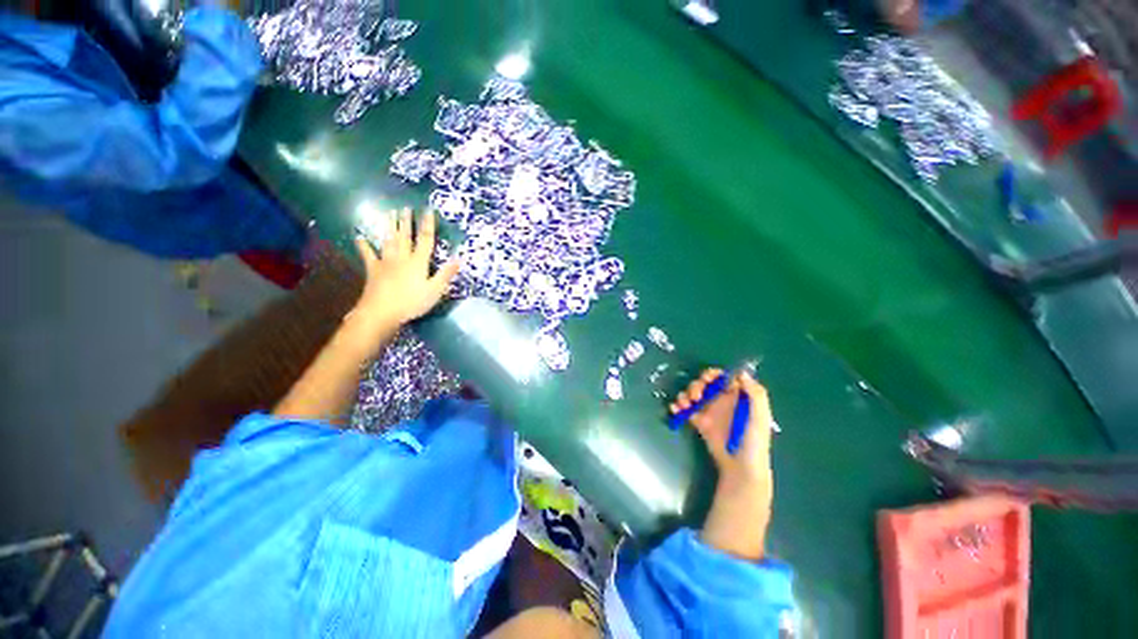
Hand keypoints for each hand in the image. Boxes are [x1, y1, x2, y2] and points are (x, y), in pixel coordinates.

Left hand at [346, 208, 459, 346]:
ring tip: (389, 213)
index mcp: (418, 262)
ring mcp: (385, 262)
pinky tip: (359, 237)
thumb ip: (446, 274)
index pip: (425, 240)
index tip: (427, 210)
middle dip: (406, 222)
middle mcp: (402, 258)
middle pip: (405, 236)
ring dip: (390, 227)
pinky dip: (364, 246)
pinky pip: (368, 255)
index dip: (427, 225)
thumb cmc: (411, 302)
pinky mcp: (373, 270)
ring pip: (388, 241)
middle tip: (405, 207)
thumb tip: (458, 259)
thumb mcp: (435, 291)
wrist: (381, 312)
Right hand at [670, 368, 772, 485]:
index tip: (706, 379)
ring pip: (693, 394)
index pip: (724, 377)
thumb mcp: (761, 417)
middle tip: (696, 396)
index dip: (713, 374)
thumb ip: (755, 394)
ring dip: (685, 394)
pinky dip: (678, 406)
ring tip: (684, 404)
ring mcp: (709, 410)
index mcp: (738, 396)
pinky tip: (675, 409)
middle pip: (704, 383)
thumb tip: (741, 372)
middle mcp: (722, 400)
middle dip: (696, 385)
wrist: (741, 468)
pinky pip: (686, 408)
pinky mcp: (699, 422)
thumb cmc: (754, 441)